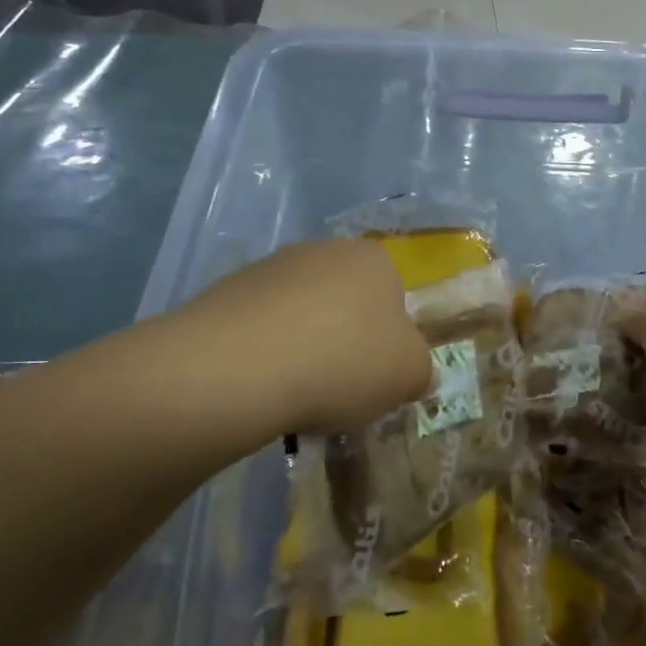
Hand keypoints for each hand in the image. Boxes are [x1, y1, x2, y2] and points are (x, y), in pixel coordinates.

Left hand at [180, 238, 433, 433]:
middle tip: (340, 388)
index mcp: (374, 259)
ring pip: (299, 315)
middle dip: (344, 340)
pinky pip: (258, 328)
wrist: (238, 366)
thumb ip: (420, 368)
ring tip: (294, 394)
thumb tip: (410, 371)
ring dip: (302, 347)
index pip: (394, 295)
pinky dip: (263, 354)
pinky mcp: (225, 292)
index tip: (377, 374)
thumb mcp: (408, 375)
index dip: (389, 338)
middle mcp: (322, 250)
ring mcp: (269, 267)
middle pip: (344, 302)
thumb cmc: (342, 362)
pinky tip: (258, 387)